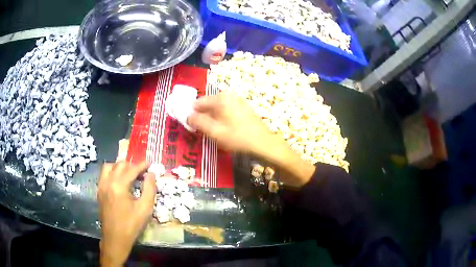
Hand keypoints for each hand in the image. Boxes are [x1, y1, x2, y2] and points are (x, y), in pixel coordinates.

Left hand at [97, 161, 155, 266]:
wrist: (115, 238)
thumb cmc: (131, 225)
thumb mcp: (145, 208)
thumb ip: (149, 189)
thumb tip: (151, 174)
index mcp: (119, 186)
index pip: (131, 169)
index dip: (142, 165)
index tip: (150, 164)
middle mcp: (108, 182)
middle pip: (119, 165)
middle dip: (132, 165)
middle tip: (142, 170)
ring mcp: (101, 186)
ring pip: (109, 167)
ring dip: (120, 166)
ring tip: (129, 173)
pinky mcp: (99, 191)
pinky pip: (104, 174)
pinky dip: (112, 172)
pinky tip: (119, 180)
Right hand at [187, 92, 272, 153]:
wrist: (263, 143)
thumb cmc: (238, 137)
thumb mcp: (214, 132)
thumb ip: (198, 122)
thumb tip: (188, 116)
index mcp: (220, 98)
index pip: (198, 102)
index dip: (192, 114)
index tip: (191, 126)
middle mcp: (229, 95)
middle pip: (208, 104)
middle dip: (203, 116)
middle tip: (204, 131)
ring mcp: (237, 101)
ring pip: (217, 108)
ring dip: (212, 118)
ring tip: (214, 132)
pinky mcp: (243, 108)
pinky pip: (226, 110)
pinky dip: (222, 118)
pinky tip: (225, 130)